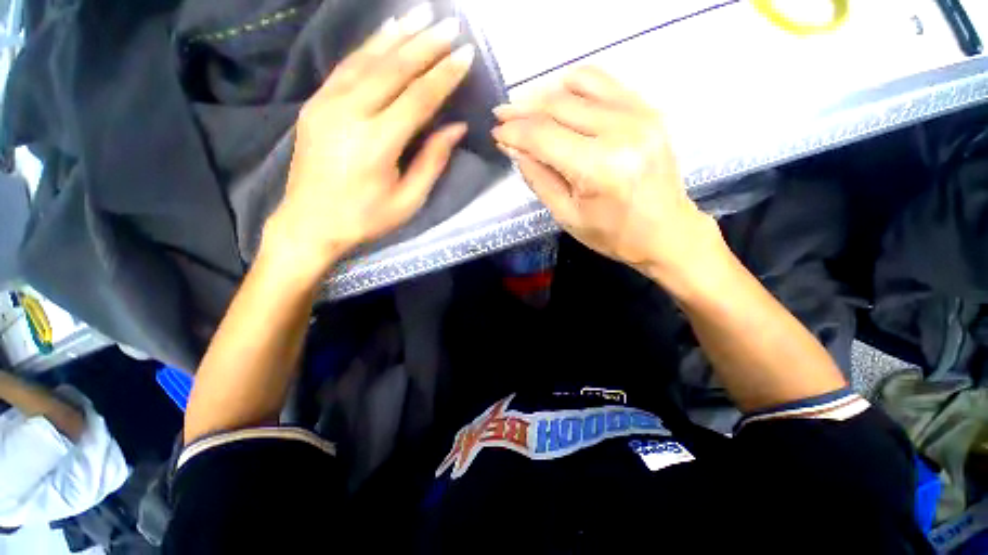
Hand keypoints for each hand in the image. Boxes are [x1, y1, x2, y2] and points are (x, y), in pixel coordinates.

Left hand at [262, 4, 474, 281]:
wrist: (310, 222)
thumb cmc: (366, 218)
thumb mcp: (408, 200)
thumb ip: (432, 161)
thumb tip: (455, 127)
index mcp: (377, 144)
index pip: (418, 99)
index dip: (444, 76)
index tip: (466, 55)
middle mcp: (350, 114)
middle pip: (393, 70)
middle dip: (426, 45)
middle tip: (451, 25)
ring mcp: (327, 104)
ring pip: (368, 59)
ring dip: (398, 35)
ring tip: (422, 14)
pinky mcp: (316, 104)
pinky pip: (346, 66)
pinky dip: (369, 46)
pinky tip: (386, 33)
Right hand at [491, 67, 723, 283]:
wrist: (666, 232)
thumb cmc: (612, 234)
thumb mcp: (566, 215)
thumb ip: (537, 178)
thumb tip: (513, 147)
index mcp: (599, 167)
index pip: (544, 136)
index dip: (514, 132)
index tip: (496, 132)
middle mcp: (621, 131)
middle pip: (558, 105)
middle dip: (524, 109)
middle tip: (503, 116)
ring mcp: (640, 114)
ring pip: (579, 85)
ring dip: (546, 94)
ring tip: (526, 108)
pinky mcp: (648, 110)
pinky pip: (604, 83)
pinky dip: (575, 85)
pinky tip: (559, 98)